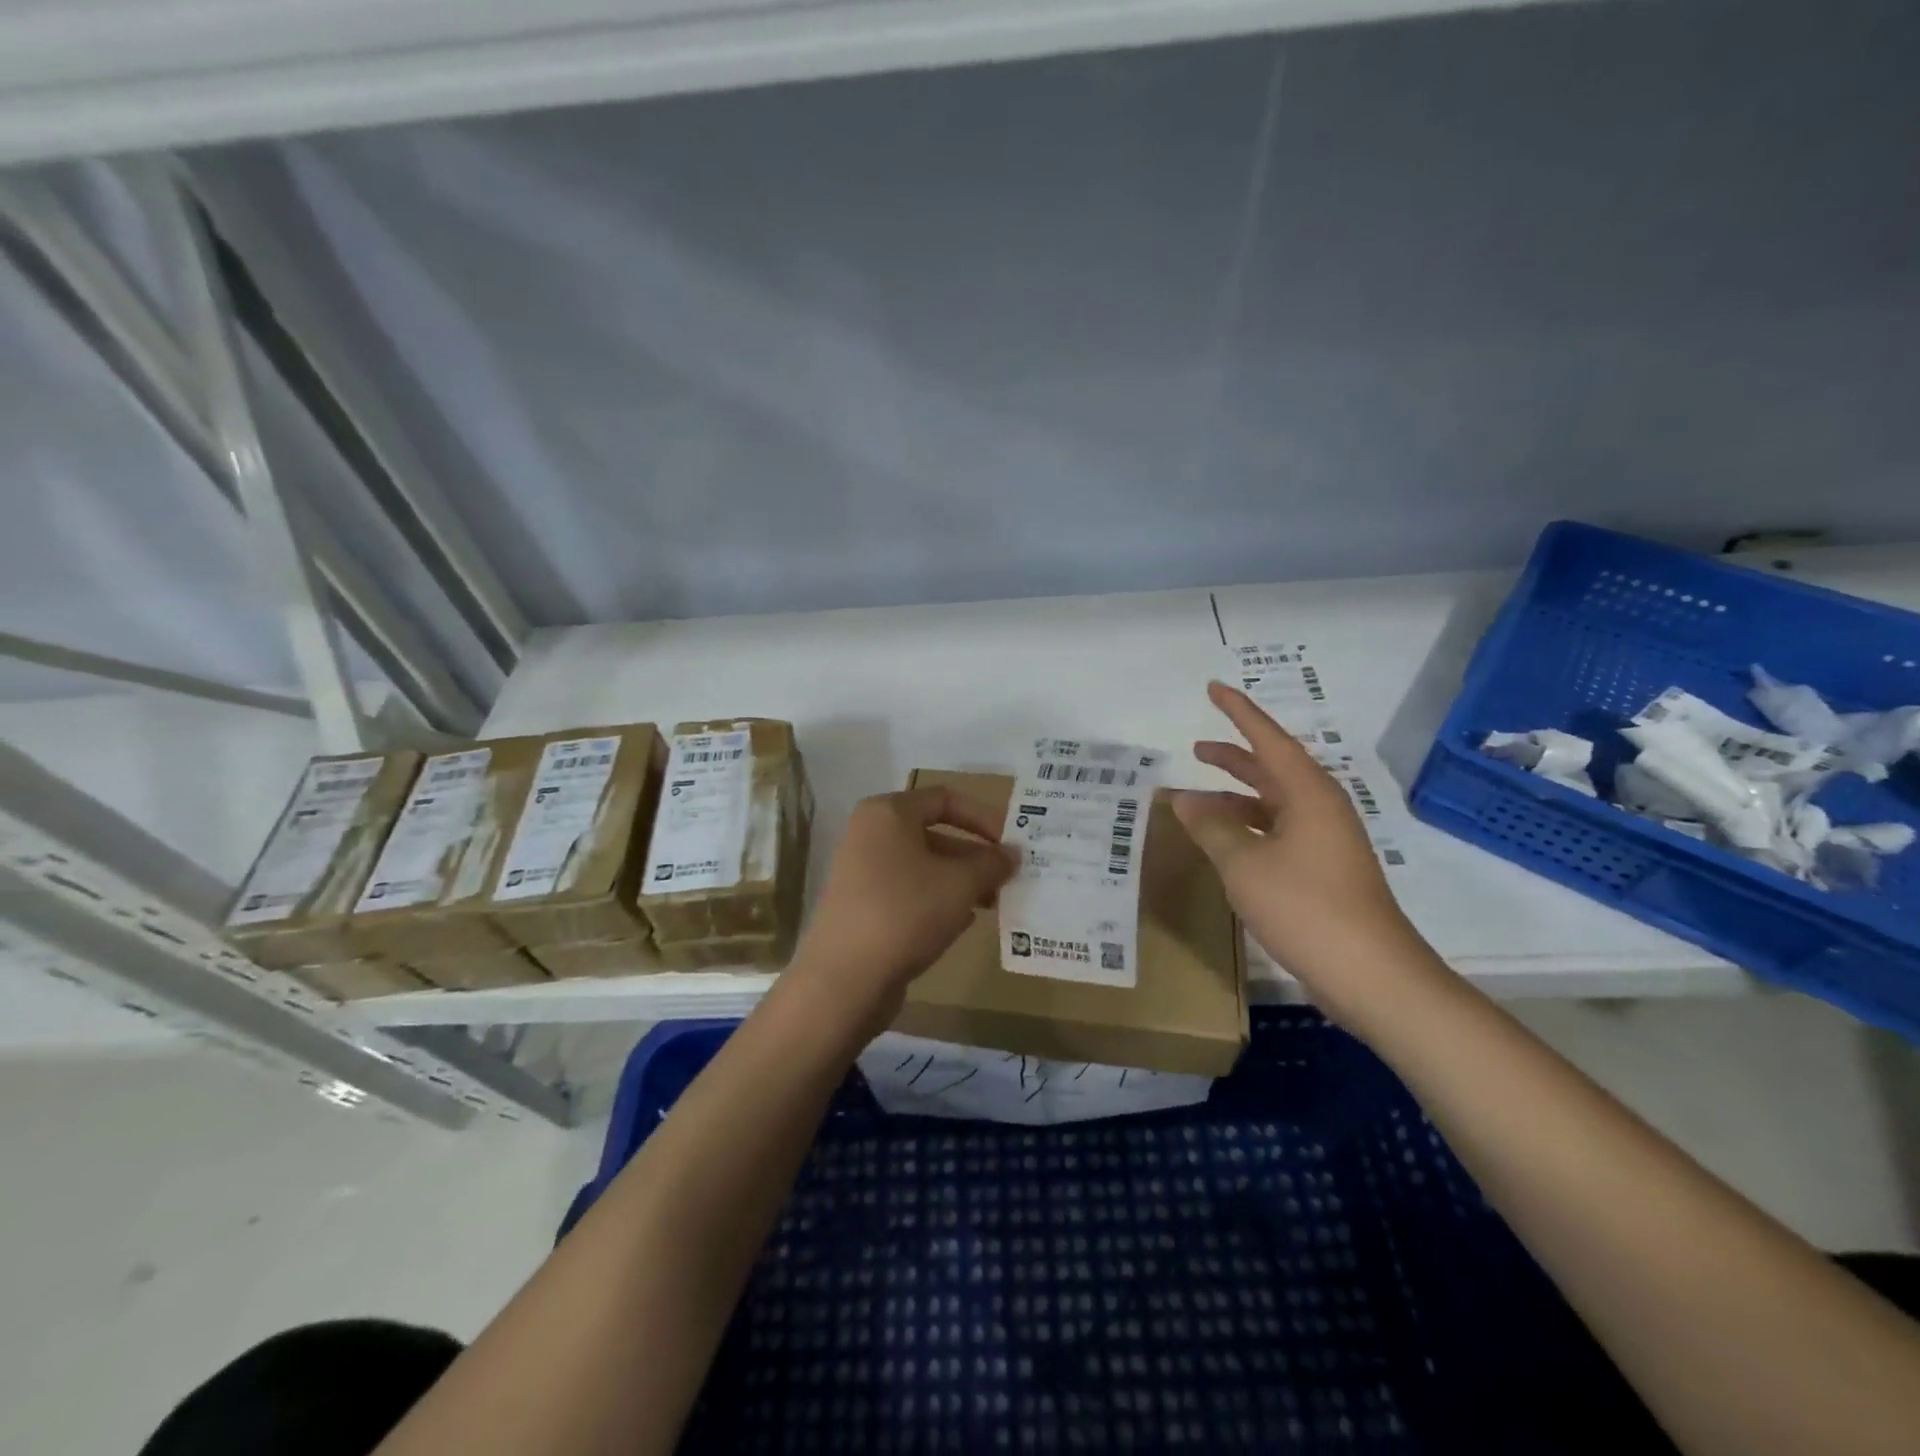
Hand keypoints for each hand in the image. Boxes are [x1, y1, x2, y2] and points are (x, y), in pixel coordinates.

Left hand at [789, 786, 1017, 1032]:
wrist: (845, 979)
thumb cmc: (906, 912)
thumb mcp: (961, 884)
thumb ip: (991, 863)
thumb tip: (1012, 854)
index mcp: (888, 812)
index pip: (945, 799)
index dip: (983, 817)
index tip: (1011, 843)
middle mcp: (870, 834)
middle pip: (935, 833)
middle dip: (975, 856)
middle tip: (1009, 878)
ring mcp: (862, 871)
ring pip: (924, 866)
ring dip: (961, 881)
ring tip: (994, 903)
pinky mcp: (862, 906)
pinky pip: (908, 892)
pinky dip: (937, 901)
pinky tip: (963, 923)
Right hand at [1173, 681, 1448, 1027]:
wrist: (1371, 975)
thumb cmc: (1306, 907)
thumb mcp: (1244, 864)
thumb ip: (1211, 827)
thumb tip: (1183, 800)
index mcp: (1308, 794)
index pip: (1268, 739)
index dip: (1238, 712)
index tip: (1213, 688)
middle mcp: (1320, 809)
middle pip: (1272, 769)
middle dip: (1234, 757)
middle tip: (1197, 748)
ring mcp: (1325, 842)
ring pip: (1273, 805)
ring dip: (1236, 798)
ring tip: (1198, 800)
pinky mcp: (1324, 871)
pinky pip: (1278, 833)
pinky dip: (1247, 829)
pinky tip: (1226, 843)